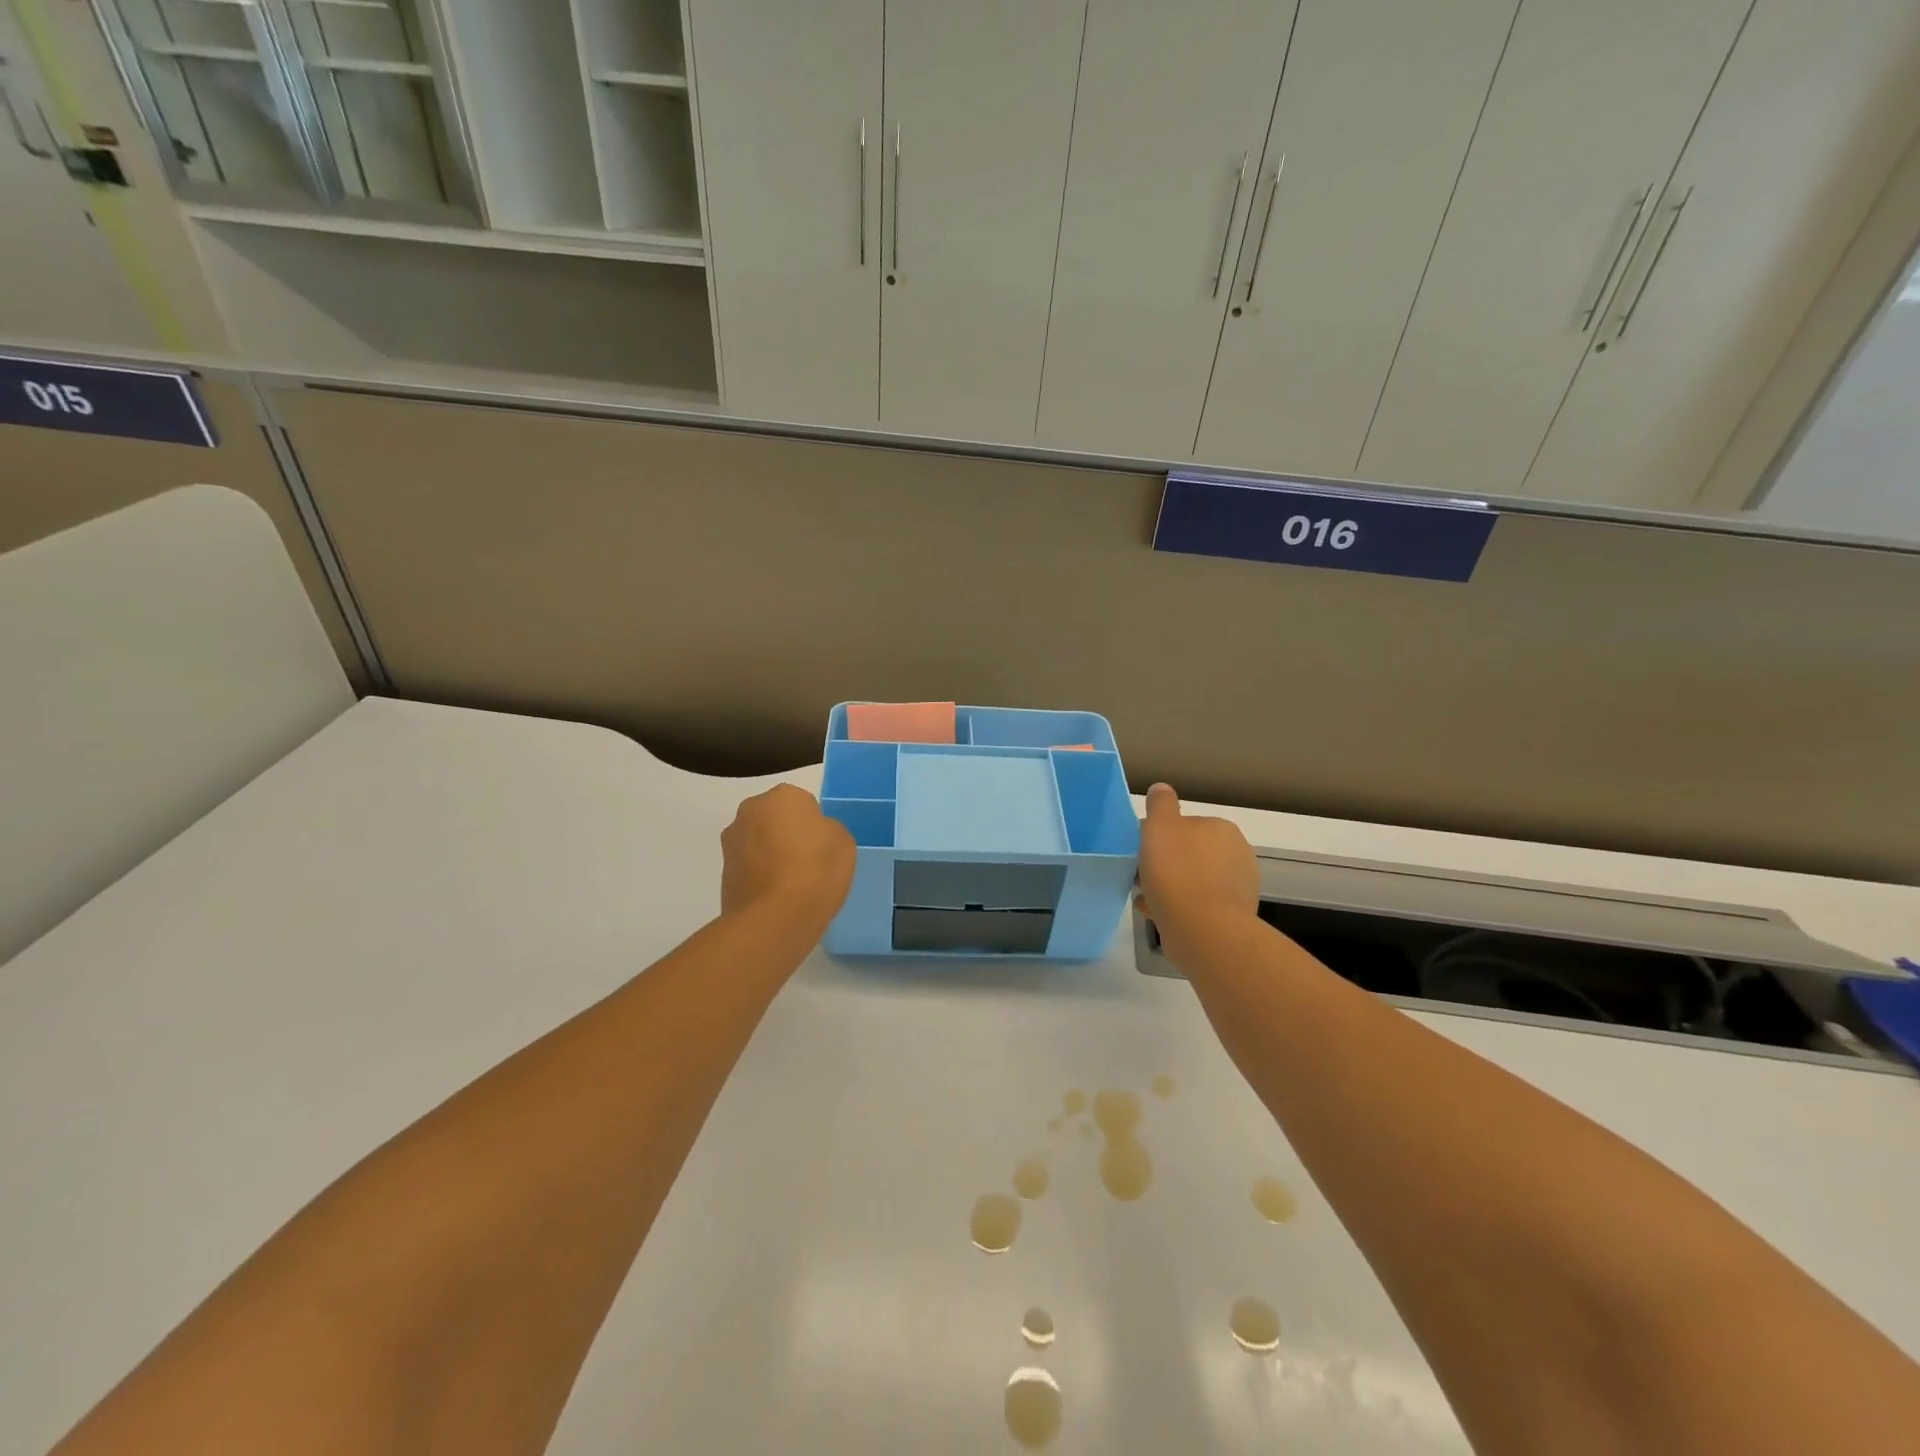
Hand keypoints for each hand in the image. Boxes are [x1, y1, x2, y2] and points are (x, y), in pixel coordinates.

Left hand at [721, 784, 856, 923]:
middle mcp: (750, 811)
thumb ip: (826, 829)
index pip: (803, 803)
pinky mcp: (722, 873)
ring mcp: (731, 842)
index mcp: (782, 796)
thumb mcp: (843, 842)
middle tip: (808, 862)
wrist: (775, 920)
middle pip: (775, 818)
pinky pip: (749, 867)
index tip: (822, 847)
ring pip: (759, 842)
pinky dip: (760, 876)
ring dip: (771, 855)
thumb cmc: (815, 871)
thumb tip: (811, 836)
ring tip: (791, 885)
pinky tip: (776, 898)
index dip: (815, 826)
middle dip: (787, 834)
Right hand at [1138, 783, 1259, 964]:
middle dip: (1168, 863)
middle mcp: (1237, 854)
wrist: (1203, 931)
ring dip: (1172, 887)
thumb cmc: (1177, 872)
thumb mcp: (1160, 827)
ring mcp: (1239, 887)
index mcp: (1222, 829)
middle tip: (1142, 875)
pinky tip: (1157, 914)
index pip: (1186, 825)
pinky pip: (1199, 905)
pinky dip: (1179, 907)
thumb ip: (1161, 804)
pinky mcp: (1234, 917)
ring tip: (1146, 898)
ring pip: (1194, 881)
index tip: (1143, 851)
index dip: (1161, 836)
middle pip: (1191, 853)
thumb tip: (1162, 789)